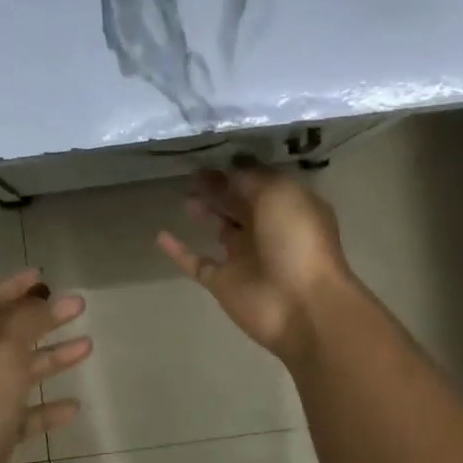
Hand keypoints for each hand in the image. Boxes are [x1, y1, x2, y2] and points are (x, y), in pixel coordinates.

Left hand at [0, 269, 90, 462]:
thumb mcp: (0, 354)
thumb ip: (24, 321)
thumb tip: (42, 300)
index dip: (13, 286)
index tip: (44, 277)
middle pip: (5, 334)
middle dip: (41, 319)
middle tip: (78, 308)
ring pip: (17, 373)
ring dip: (50, 358)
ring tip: (87, 347)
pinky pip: (21, 415)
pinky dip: (45, 407)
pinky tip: (72, 406)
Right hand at [156, 165, 353, 361]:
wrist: (302, 306)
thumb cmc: (297, 241)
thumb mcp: (279, 193)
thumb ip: (251, 179)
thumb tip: (230, 170)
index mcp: (288, 207)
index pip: (260, 182)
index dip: (238, 169)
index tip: (213, 155)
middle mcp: (268, 230)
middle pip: (239, 203)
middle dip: (219, 187)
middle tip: (193, 174)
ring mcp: (245, 258)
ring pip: (221, 229)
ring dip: (205, 212)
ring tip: (185, 197)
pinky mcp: (224, 283)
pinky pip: (197, 262)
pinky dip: (179, 251)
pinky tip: (160, 235)